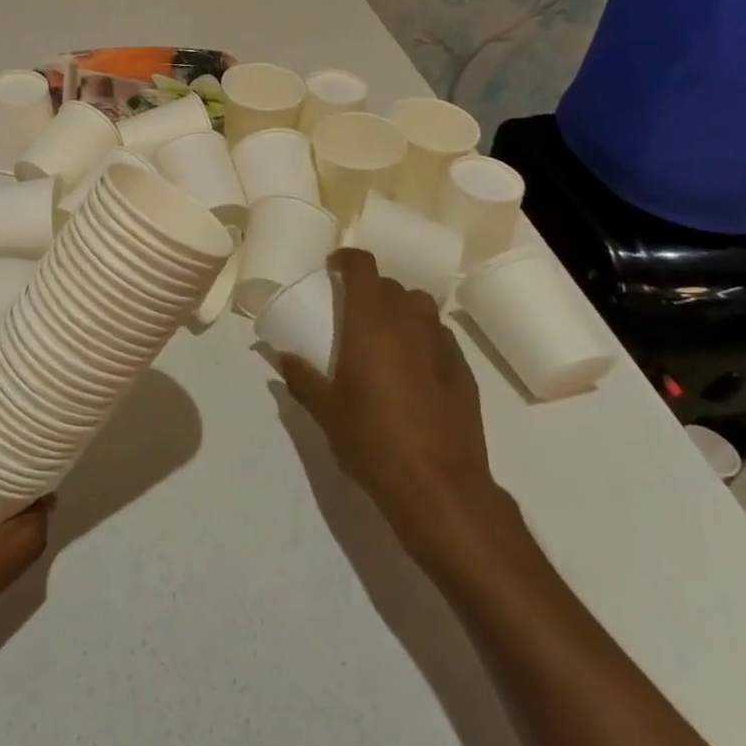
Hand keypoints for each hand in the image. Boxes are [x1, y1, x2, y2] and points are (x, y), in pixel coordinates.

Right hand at [277, 248, 510, 572]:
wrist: (438, 486)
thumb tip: (282, 358)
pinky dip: (423, 337)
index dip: (348, 259)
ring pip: (421, 307)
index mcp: (370, 324)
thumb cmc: (372, 440)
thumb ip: (301, 378)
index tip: (333, 268)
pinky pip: (439, 337)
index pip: (364, 268)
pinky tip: (414, 366)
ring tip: (385, 332)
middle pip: (392, 285)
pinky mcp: (463, 371)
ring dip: (400, 309)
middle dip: (371, 289)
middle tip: (353, 310)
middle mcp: (408, 324)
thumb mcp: (325, 411)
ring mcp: (440, 346)